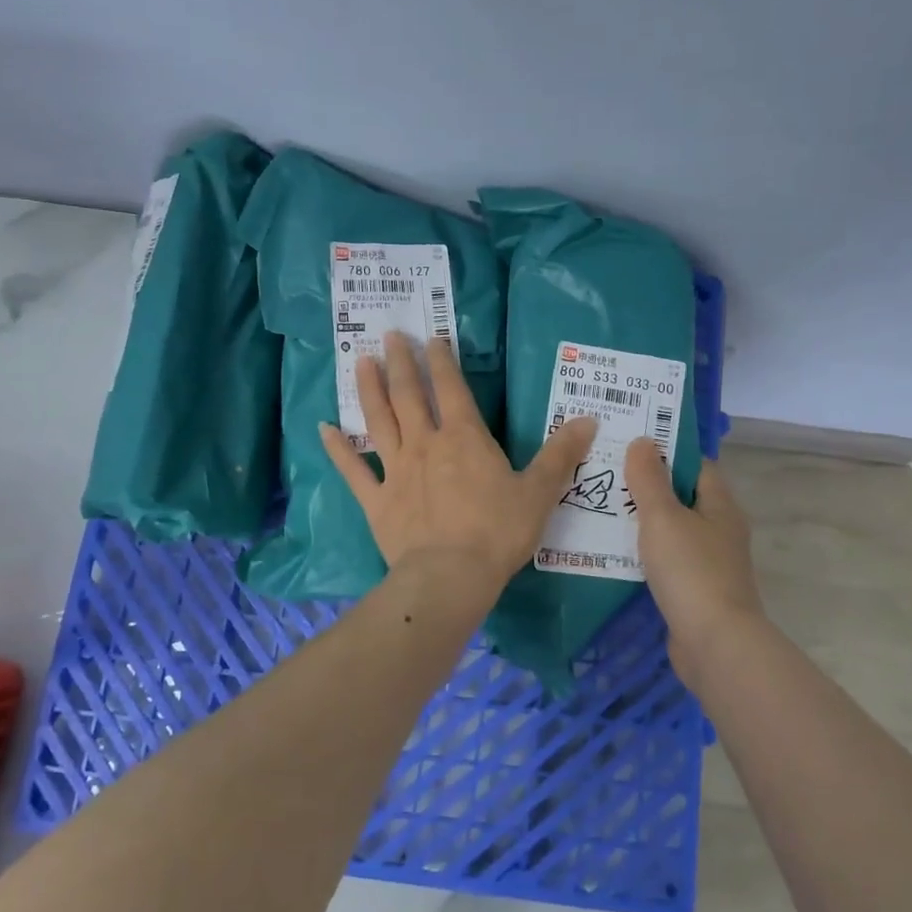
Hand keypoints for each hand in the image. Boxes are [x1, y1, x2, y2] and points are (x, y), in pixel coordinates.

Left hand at [322, 333, 598, 609]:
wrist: (449, 576)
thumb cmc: (497, 532)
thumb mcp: (539, 492)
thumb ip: (560, 454)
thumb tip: (589, 419)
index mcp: (464, 438)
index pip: (451, 389)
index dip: (441, 361)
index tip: (431, 338)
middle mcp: (425, 444)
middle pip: (409, 396)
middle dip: (400, 363)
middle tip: (389, 335)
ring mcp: (395, 470)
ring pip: (379, 421)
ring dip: (369, 390)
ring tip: (360, 362)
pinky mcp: (376, 500)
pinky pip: (352, 470)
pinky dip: (337, 449)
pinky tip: (322, 428)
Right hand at [625, 439, 766, 687]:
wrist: (714, 644)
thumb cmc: (691, 571)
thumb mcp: (663, 517)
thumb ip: (649, 479)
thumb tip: (643, 441)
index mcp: (720, 506)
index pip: (696, 465)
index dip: (666, 451)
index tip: (629, 444)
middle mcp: (719, 530)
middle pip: (682, 497)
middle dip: (647, 486)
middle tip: (606, 474)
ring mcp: (709, 563)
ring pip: (671, 531)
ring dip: (642, 521)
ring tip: (600, 508)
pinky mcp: (694, 591)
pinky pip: (666, 561)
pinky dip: (643, 553)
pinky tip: (613, 551)